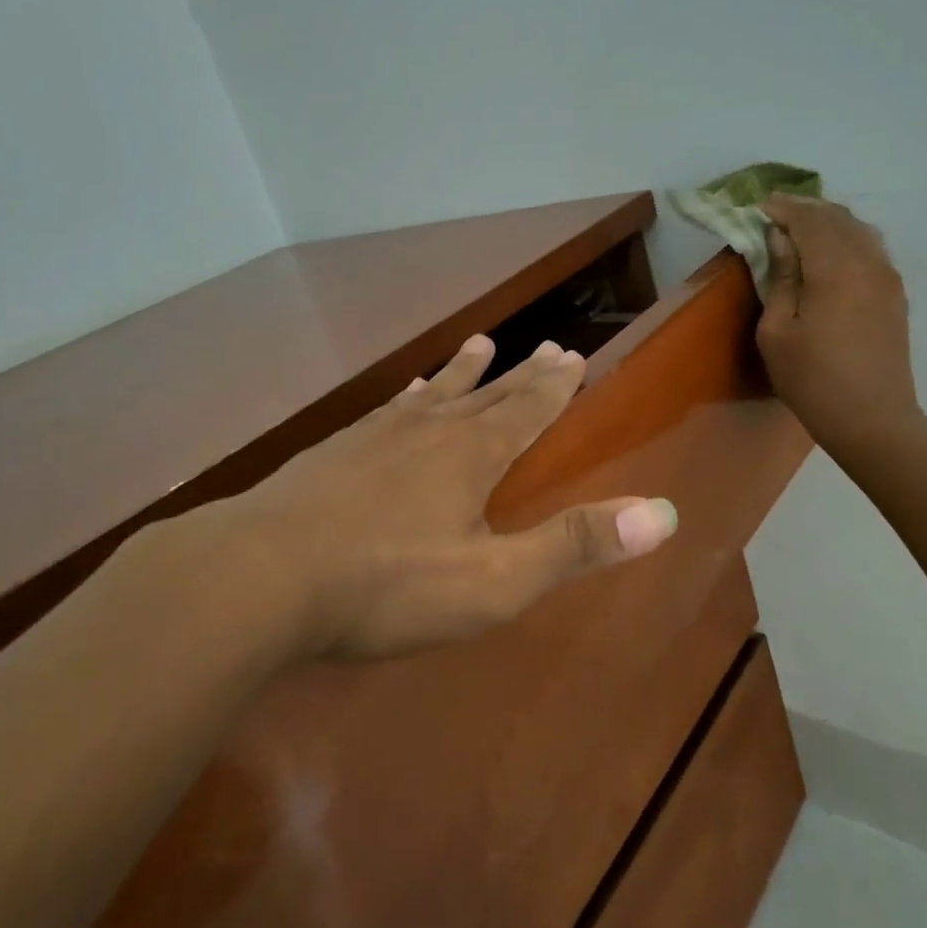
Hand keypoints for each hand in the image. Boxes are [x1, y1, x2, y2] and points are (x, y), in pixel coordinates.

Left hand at [195, 335, 677, 660]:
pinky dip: (407, 395)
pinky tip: (401, 393)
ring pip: (434, 391)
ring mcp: (377, 434)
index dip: (555, 387)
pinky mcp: (336, 450)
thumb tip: (665, 514)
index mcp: (472, 456)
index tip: (574, 356)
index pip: (527, 411)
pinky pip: (387, 409)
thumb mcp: (493, 580)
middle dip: (522, 373)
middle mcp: (430, 429)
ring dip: (463, 370)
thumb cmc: (387, 584)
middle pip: (488, 393)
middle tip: (546, 345)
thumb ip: (573, 546)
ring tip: (481, 343)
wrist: (261, 574)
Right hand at [756, 194, 923, 458]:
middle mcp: (868, 263)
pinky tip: (830, 251)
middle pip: (837, 218)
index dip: (783, 208)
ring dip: (829, 221)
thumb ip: (781, 278)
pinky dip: (847, 238)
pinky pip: (871, 249)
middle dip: (806, 209)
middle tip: (776, 212)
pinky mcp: (895, 295)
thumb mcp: (777, 331)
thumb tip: (781, 240)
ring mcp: (887, 278)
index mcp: (835, 269)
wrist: (872, 419)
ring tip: (801, 227)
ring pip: (859, 230)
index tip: (759, 206)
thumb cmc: (812, 379)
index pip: (809, 220)